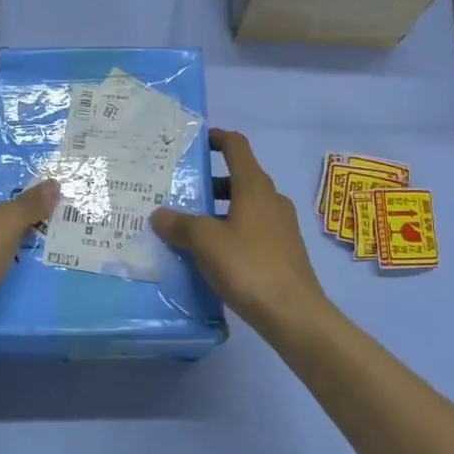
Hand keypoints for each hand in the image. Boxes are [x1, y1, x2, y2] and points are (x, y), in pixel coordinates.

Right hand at [151, 129, 333, 337]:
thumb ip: (181, 224)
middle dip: (210, 181)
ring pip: (245, 205)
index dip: (217, 138)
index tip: (196, 142)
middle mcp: (271, 199)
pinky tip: (213, 254)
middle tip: (181, 192)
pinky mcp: (283, 250)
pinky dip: (231, 230)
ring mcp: (281, 226)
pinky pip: (252, 228)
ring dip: (219, 209)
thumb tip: (159, 214)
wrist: (294, 314)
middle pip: (239, 177)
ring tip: (190, 227)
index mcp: (254, 187)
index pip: (236, 147)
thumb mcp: (205, 242)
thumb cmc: (248, 266)